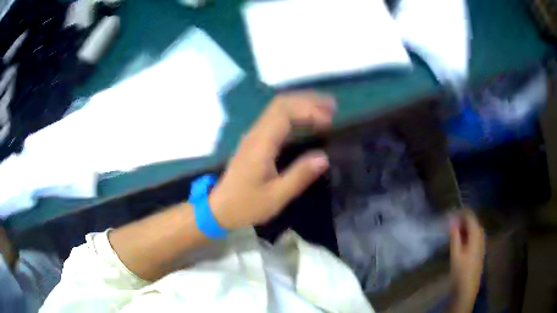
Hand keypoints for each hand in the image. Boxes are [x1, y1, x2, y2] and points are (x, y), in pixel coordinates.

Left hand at [209, 92, 335, 228]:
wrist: (219, 208)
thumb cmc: (246, 205)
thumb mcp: (275, 197)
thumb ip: (299, 176)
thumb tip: (323, 157)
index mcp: (261, 144)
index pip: (284, 113)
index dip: (309, 110)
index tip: (330, 120)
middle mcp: (256, 133)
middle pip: (281, 104)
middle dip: (307, 101)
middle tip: (332, 106)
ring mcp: (254, 136)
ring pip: (277, 108)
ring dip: (301, 105)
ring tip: (325, 110)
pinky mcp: (255, 141)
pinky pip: (275, 119)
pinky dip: (294, 115)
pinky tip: (306, 121)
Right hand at [449, 210, 484, 312]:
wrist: (467, 289)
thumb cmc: (460, 272)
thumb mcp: (455, 254)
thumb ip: (455, 237)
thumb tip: (452, 221)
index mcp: (476, 235)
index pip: (471, 216)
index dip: (461, 213)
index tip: (450, 214)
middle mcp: (481, 236)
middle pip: (473, 222)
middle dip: (463, 220)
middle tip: (450, 224)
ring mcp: (482, 244)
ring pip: (474, 229)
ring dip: (465, 227)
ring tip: (454, 231)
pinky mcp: (479, 251)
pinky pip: (475, 236)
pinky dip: (468, 234)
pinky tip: (461, 241)